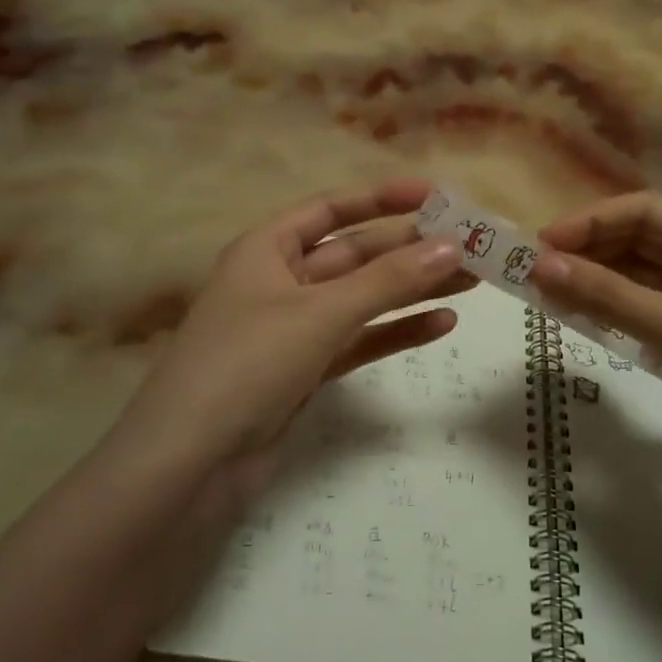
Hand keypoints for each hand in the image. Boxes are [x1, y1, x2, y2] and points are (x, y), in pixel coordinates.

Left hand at [122, 178, 470, 497]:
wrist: (189, 465)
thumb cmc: (247, 364)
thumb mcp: (321, 313)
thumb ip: (388, 280)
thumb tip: (451, 246)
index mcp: (267, 249)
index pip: (332, 208)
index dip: (383, 198)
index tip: (436, 196)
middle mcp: (281, 281)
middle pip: (355, 254)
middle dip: (410, 249)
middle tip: (472, 246)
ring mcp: (294, 329)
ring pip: (363, 299)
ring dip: (413, 290)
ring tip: (472, 281)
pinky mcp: (306, 371)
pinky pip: (359, 340)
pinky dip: (396, 332)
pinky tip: (441, 324)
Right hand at [532, 191, 661, 507]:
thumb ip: (607, 295)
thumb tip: (540, 265)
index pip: (644, 211)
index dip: (591, 221)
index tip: (542, 243)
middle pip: (639, 240)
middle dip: (588, 251)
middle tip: (535, 270)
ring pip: (638, 277)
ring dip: (595, 281)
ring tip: (546, 292)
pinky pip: (644, 310)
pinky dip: (611, 310)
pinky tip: (577, 316)